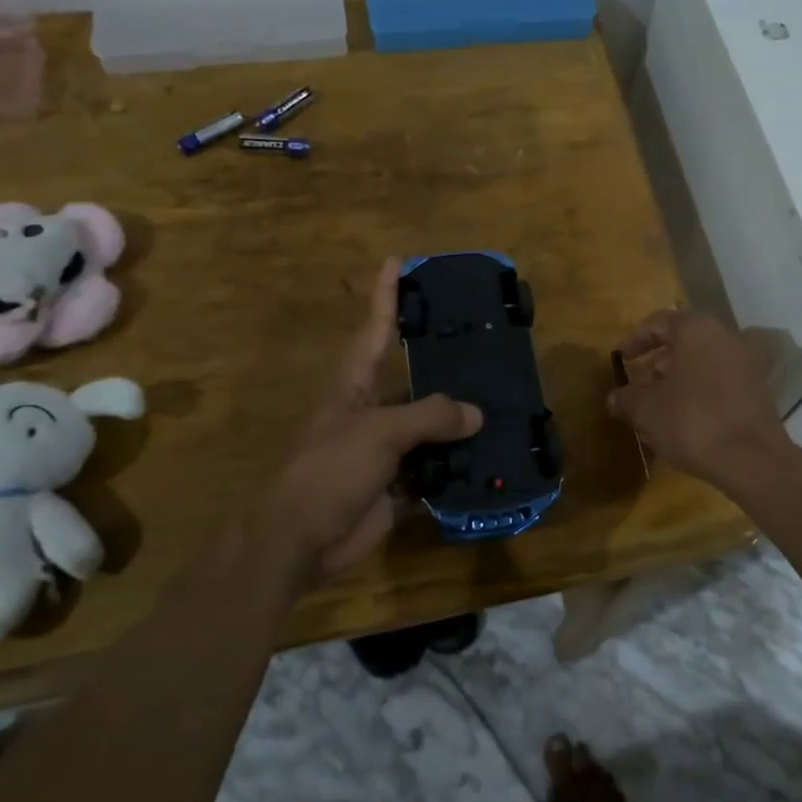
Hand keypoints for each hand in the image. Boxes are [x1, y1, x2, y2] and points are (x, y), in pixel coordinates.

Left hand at [265, 259, 481, 577]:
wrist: (297, 541)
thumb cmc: (328, 470)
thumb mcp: (379, 432)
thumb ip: (429, 417)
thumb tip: (476, 414)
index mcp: (355, 385)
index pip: (375, 327)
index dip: (386, 293)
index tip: (398, 260)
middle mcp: (371, 411)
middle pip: (412, 380)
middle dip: (443, 365)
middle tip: (486, 344)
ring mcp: (383, 451)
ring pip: (429, 429)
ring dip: (459, 424)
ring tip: (504, 406)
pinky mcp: (395, 487)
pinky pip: (434, 472)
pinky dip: (458, 470)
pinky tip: (492, 462)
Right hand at [606, 308, 792, 492]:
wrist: (753, 461)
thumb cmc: (693, 421)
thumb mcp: (647, 410)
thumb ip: (627, 399)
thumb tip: (614, 399)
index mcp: (698, 329)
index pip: (660, 322)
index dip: (635, 340)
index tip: (621, 359)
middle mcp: (727, 337)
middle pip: (685, 342)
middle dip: (659, 363)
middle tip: (641, 384)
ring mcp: (748, 364)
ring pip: (704, 363)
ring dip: (679, 380)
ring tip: (659, 407)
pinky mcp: (759, 392)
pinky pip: (721, 382)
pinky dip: (700, 393)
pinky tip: (684, 421)